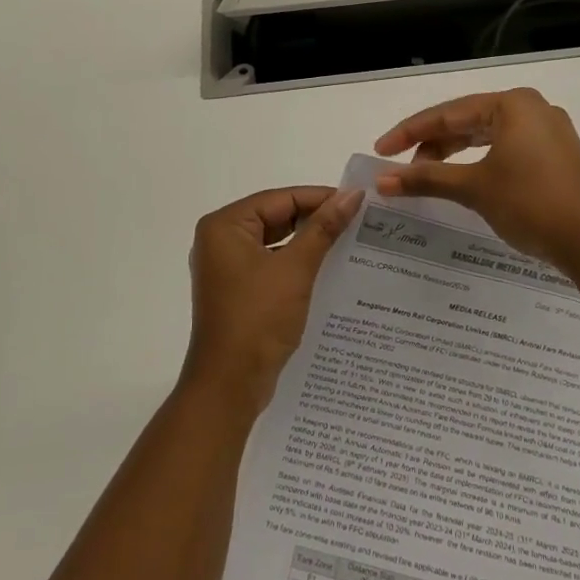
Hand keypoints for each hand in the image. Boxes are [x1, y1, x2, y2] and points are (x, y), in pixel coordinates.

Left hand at [185, 185, 364, 410]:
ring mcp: (227, 268)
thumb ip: (323, 228)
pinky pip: (271, 265)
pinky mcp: (238, 291)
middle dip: (315, 220)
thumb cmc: (258, 319)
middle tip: (358, 221)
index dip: (320, 198)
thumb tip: (352, 195)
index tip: (358, 201)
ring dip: (308, 243)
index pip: (280, 198)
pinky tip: (329, 270)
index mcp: (225, 226)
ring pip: (276, 242)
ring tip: (350, 242)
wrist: (229, 385)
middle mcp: (220, 241)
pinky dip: (297, 265)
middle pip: (276, 217)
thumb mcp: (295, 269)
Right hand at [373, 88, 579, 267]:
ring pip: (487, 136)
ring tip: (426, 176)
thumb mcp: (474, 188)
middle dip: (432, 144)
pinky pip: (506, 149)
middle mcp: (532, 109)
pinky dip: (479, 163)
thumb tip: (382, 180)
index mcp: (513, 104)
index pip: (448, 113)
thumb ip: (426, 178)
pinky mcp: (556, 156)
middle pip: (467, 121)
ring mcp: (548, 132)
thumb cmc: (531, 203)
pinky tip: (462, 180)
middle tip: (401, 168)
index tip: (380, 150)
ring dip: (454, 155)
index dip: (409, 132)